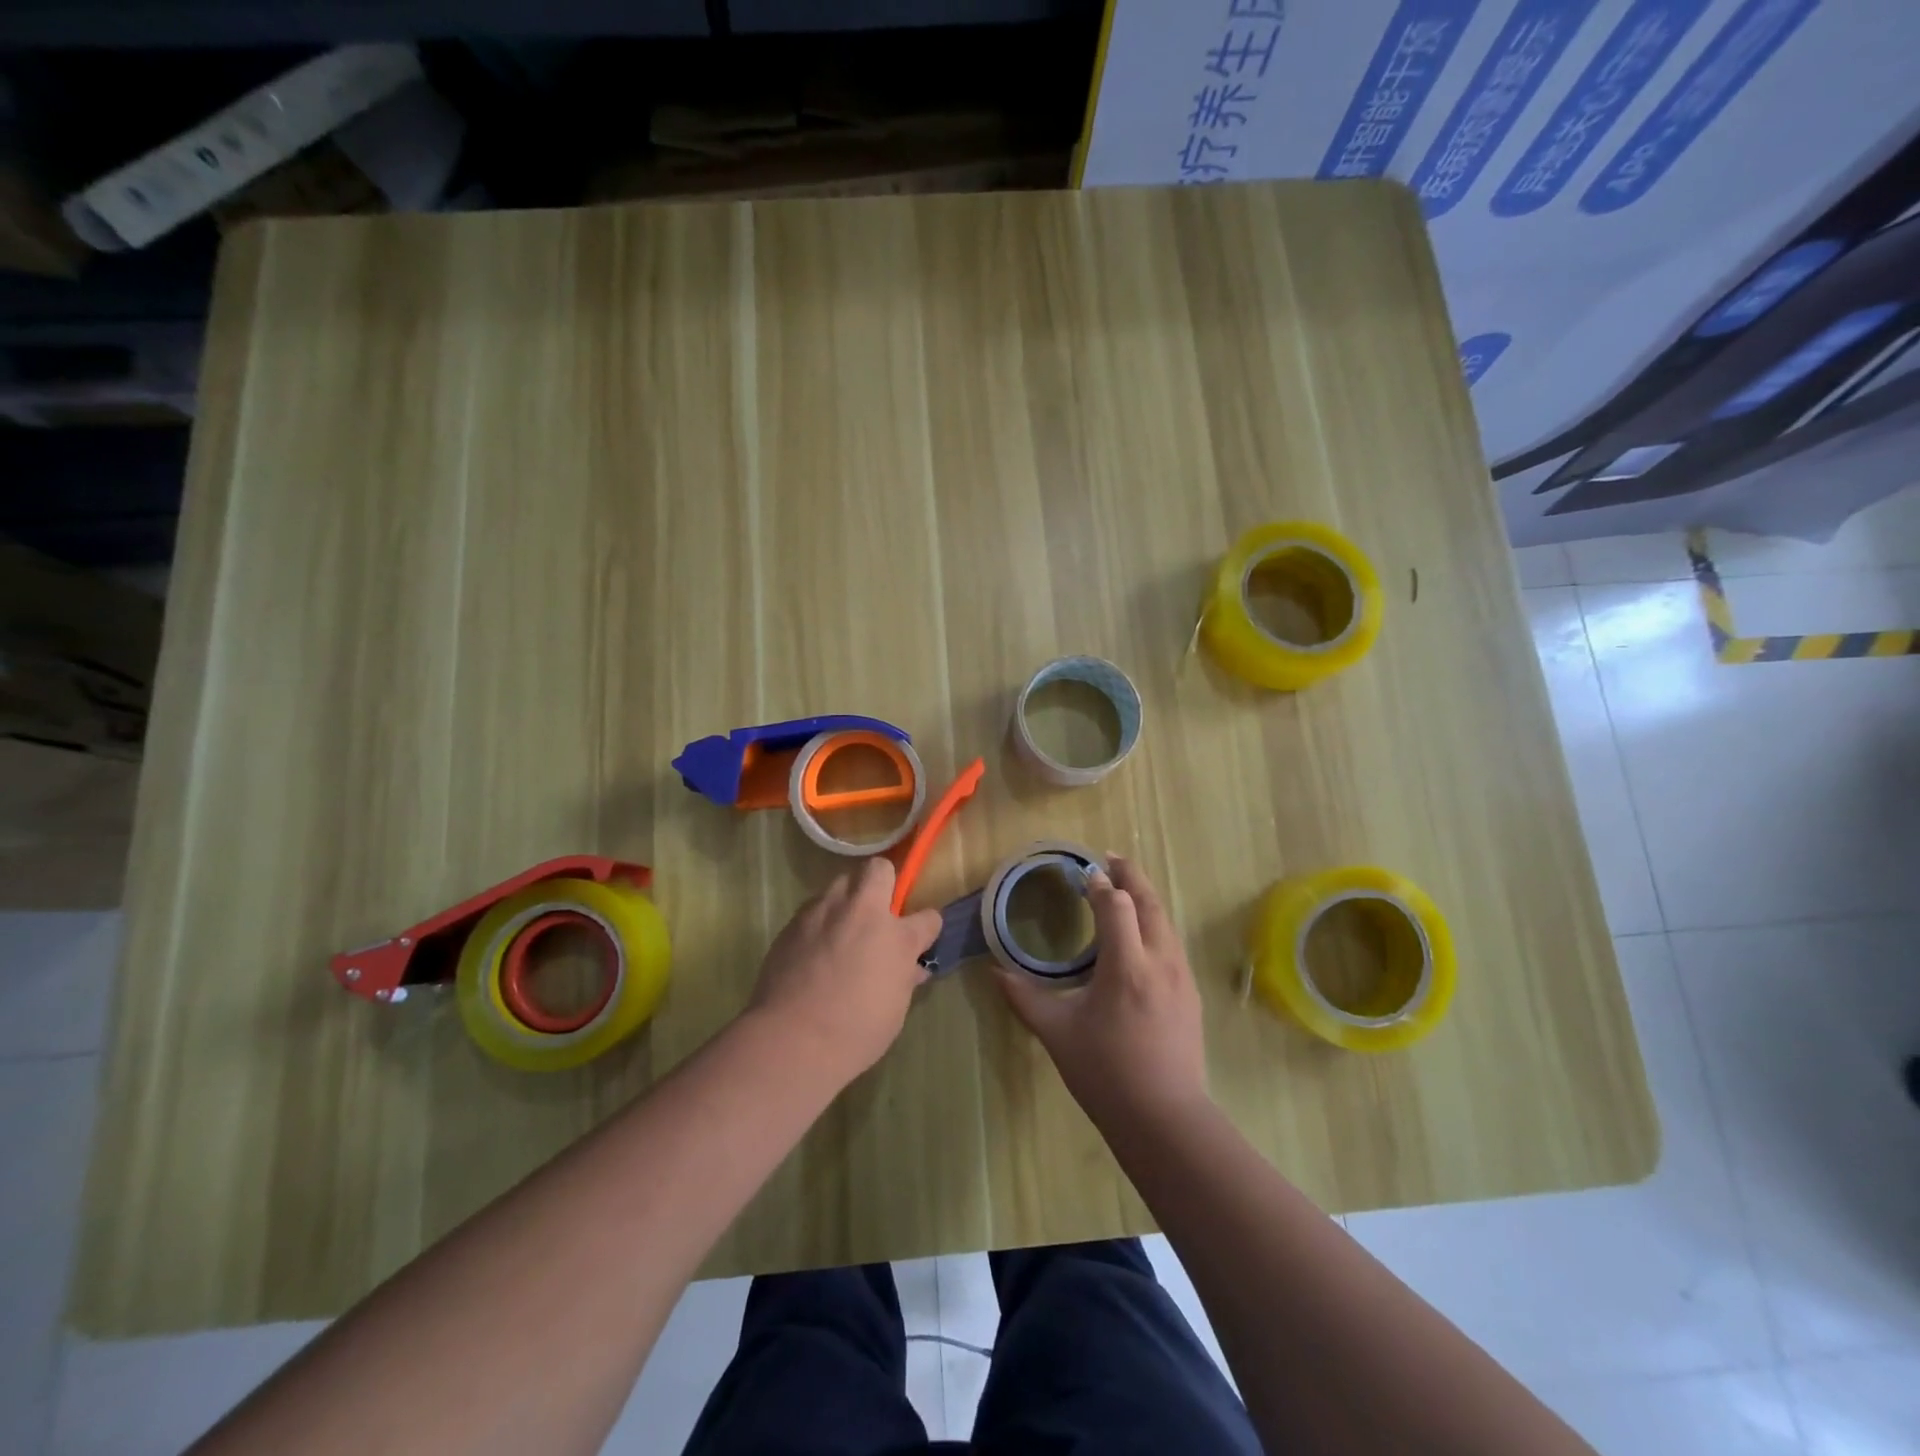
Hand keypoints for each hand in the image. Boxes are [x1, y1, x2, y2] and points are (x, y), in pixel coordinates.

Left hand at [747, 857, 941, 1086]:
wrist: (791, 1040)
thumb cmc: (855, 1032)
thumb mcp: (894, 1009)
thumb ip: (904, 979)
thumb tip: (911, 968)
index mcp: (896, 936)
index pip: (928, 917)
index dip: (926, 927)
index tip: (921, 938)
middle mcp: (861, 911)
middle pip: (878, 870)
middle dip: (881, 884)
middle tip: (877, 917)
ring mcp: (823, 911)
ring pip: (840, 884)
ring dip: (847, 901)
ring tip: (842, 930)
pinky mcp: (793, 922)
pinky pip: (814, 909)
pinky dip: (820, 921)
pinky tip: (814, 949)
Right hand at [995, 855, 1207, 1127]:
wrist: (1165, 1119)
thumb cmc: (1106, 1073)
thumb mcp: (1058, 1033)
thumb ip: (1025, 997)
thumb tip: (995, 971)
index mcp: (1126, 965)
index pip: (1116, 905)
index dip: (1099, 884)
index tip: (1083, 872)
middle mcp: (1160, 960)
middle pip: (1149, 902)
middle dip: (1130, 876)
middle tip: (1111, 859)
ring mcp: (1181, 977)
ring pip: (1165, 921)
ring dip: (1145, 897)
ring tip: (1125, 888)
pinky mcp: (1190, 994)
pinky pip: (1172, 942)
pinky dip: (1155, 923)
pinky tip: (1141, 935)